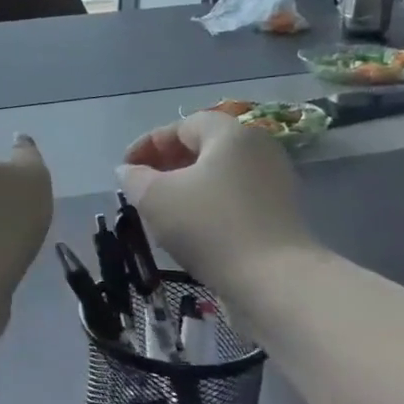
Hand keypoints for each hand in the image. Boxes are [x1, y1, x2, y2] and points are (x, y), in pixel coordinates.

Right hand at [118, 112, 313, 285]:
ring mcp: (274, 180)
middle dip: (167, 163)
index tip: (124, 168)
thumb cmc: (208, 225)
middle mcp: (259, 148)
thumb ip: (134, 178)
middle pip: (204, 147)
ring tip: (161, 208)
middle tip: (141, 186)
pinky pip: (235, 196)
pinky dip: (208, 202)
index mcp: (230, 134)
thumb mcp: (155, 197)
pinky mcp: (279, 211)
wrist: (272, 278)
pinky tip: (189, 226)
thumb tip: (128, 170)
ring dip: (186, 185)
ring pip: (219, 173)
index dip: (147, 143)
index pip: (182, 125)